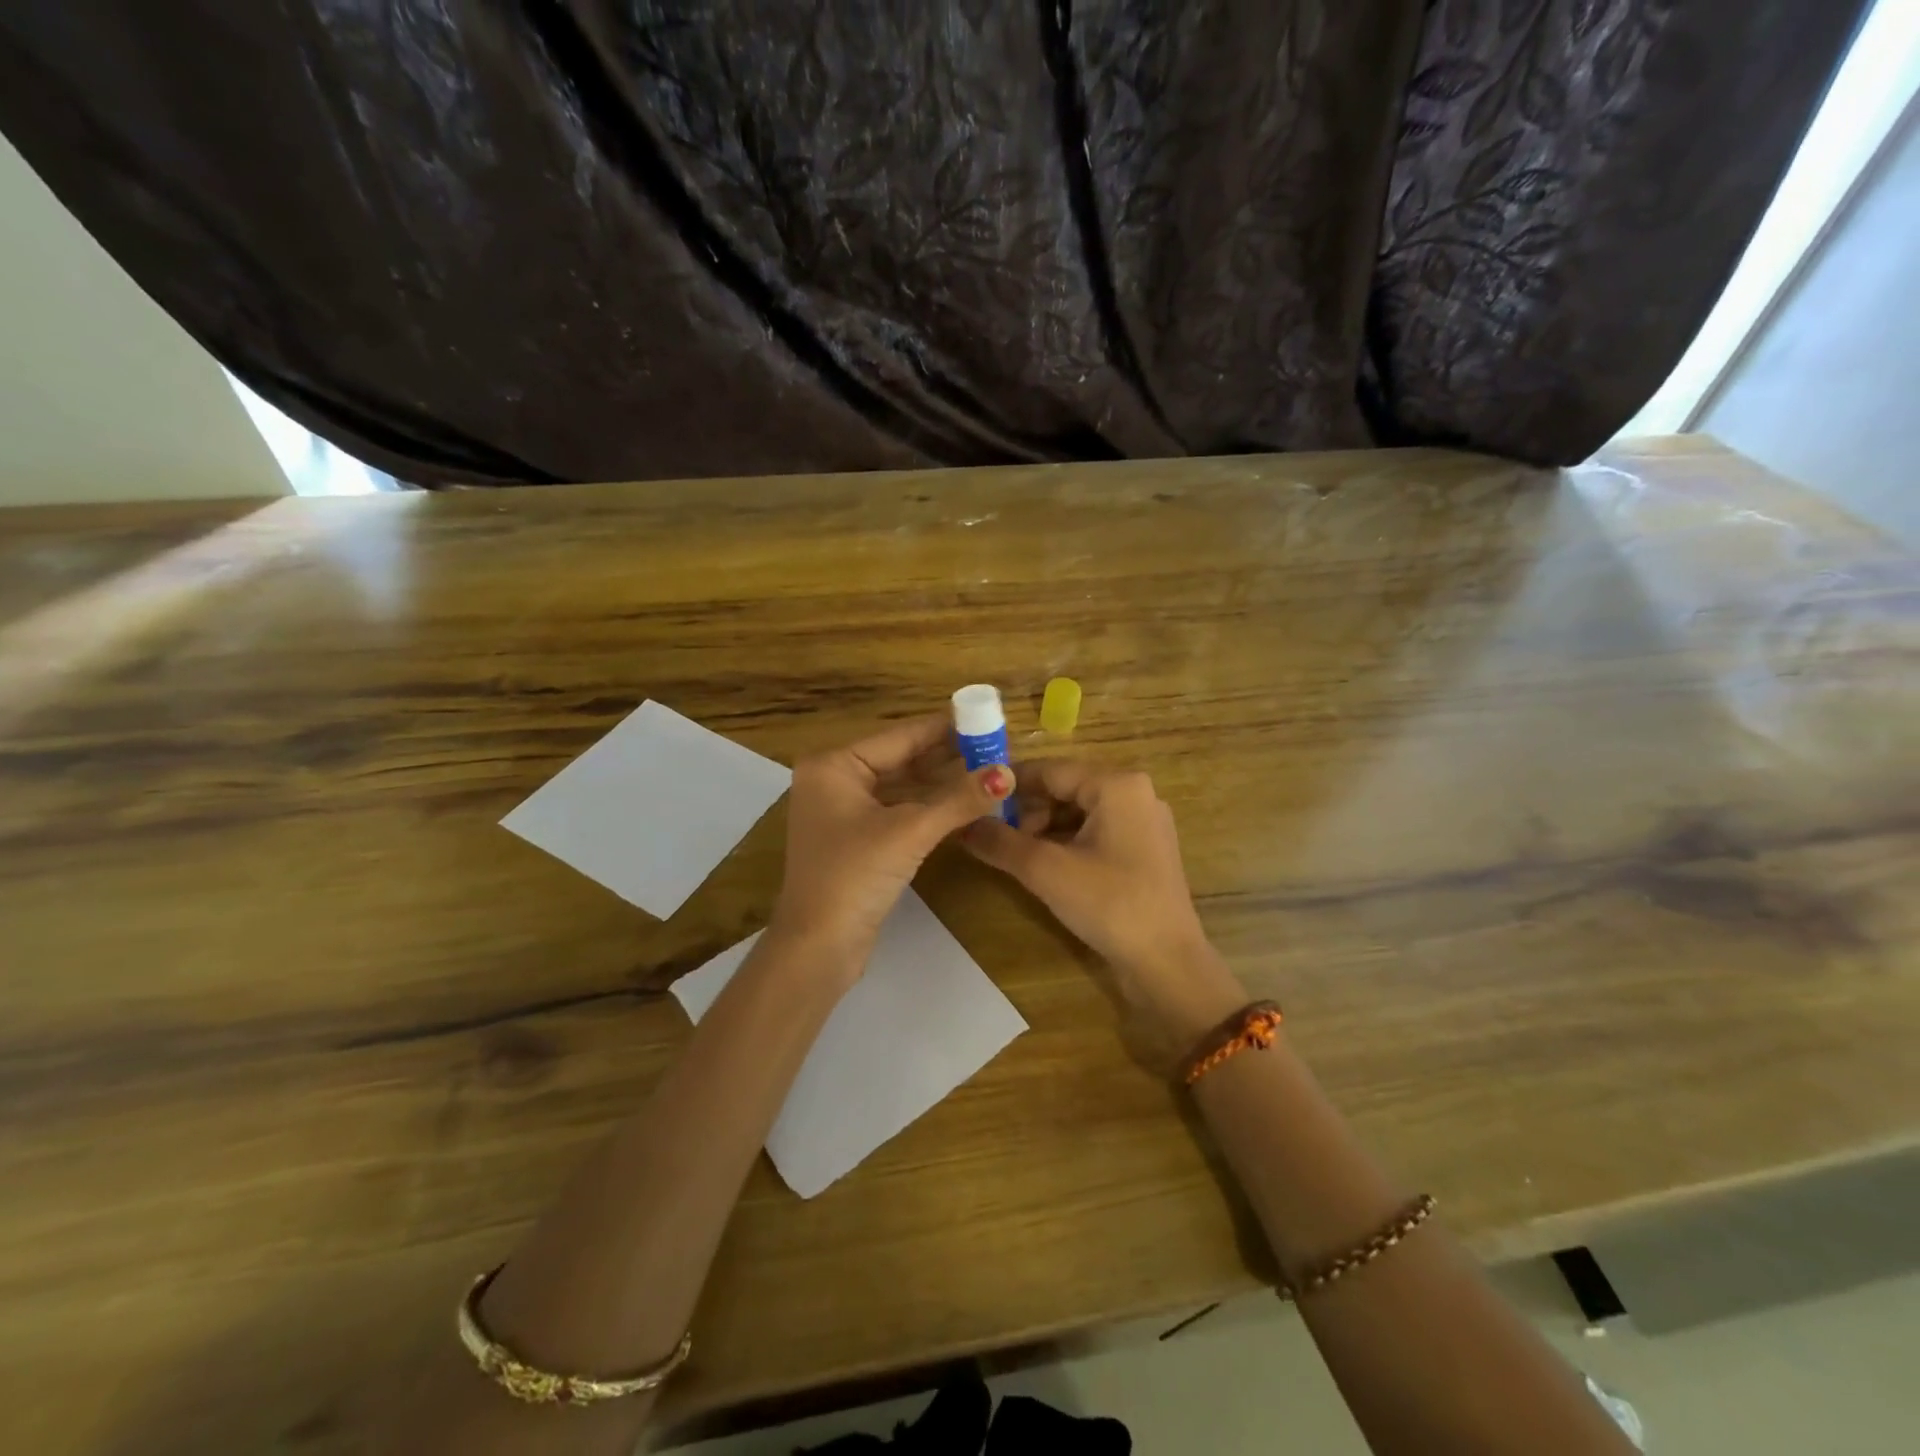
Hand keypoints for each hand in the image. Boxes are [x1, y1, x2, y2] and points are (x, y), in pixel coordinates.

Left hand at [770, 715, 1011, 971]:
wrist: (818, 948)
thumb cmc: (854, 876)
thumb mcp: (910, 832)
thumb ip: (959, 799)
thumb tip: (1008, 773)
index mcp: (834, 766)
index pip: (900, 736)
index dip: (945, 728)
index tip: (987, 718)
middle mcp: (834, 781)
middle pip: (901, 759)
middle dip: (947, 756)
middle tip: (996, 747)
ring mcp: (844, 812)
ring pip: (902, 787)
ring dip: (942, 784)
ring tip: (990, 772)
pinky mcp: (856, 840)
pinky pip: (899, 811)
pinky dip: (929, 809)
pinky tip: (966, 804)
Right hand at [962, 762, 1246, 1056]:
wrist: (1167, 964)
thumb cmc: (1109, 904)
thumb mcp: (1045, 871)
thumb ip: (999, 842)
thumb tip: (960, 824)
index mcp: (1117, 784)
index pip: (1050, 769)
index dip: (1008, 785)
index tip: (973, 801)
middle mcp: (1135, 793)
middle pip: (1065, 789)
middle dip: (1027, 811)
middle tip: (996, 838)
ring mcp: (1143, 823)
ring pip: (1078, 812)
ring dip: (1043, 829)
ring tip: (1016, 857)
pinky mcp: (1143, 850)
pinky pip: (1095, 832)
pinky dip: (1066, 844)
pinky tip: (1044, 867)